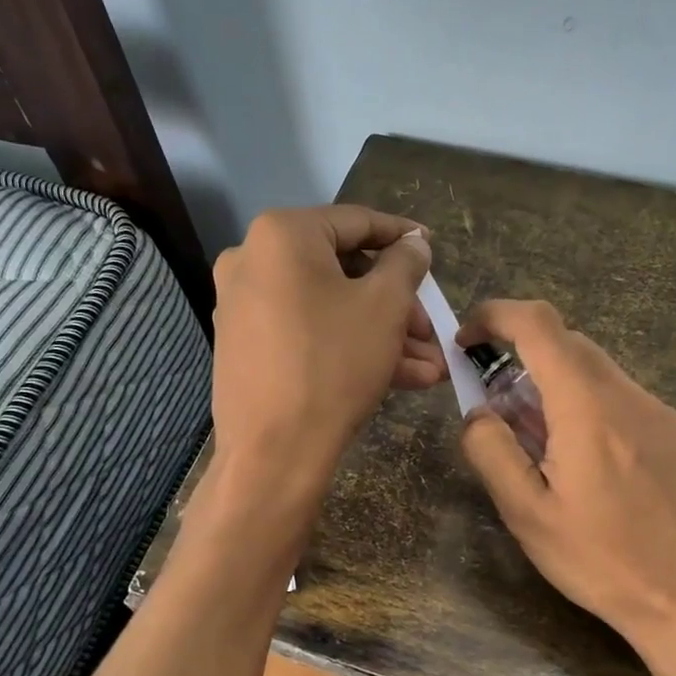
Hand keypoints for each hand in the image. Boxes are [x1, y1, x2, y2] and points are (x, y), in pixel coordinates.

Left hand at [210, 206, 442, 499]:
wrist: (274, 452)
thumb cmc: (334, 365)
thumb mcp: (385, 307)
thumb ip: (405, 264)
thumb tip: (413, 242)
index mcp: (282, 235)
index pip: (356, 223)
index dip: (402, 238)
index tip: (432, 251)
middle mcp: (253, 261)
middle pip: (343, 273)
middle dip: (398, 306)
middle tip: (431, 331)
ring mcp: (244, 307)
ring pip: (330, 310)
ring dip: (383, 335)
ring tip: (430, 367)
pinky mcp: (246, 348)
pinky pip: (308, 334)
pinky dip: (350, 348)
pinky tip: (401, 378)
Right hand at [457, 300, 675, 675]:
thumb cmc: (604, 564)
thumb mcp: (528, 516)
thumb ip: (491, 451)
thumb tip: (478, 412)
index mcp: (589, 409)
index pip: (540, 324)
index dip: (497, 315)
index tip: (470, 340)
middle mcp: (634, 398)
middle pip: (572, 346)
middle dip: (527, 360)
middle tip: (505, 413)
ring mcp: (672, 417)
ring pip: (606, 377)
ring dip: (566, 392)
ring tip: (555, 454)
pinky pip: (637, 407)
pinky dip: (603, 415)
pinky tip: (606, 475)